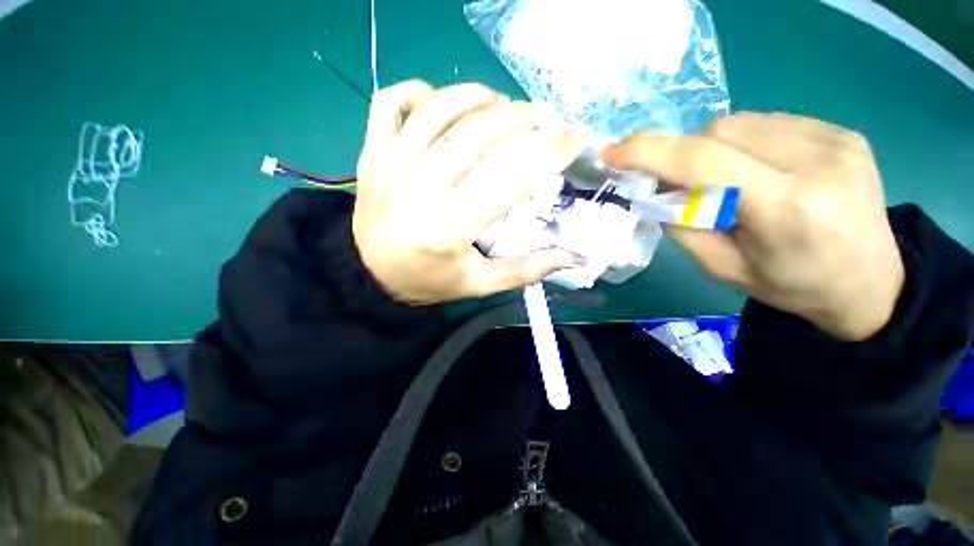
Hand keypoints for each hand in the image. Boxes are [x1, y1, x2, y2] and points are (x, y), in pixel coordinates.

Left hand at [353, 81, 583, 304]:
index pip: (508, 180)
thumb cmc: (429, 280)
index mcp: (449, 228)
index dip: (546, 154)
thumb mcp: (479, 284)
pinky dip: (419, 91)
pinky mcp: (370, 154)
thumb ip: (525, 269)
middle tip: (537, 117)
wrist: (371, 275)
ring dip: (477, 96)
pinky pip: (390, 102)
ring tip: (499, 103)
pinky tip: (440, 103)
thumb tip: (571, 255)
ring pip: (437, 108)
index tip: (570, 140)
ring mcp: (390, 166)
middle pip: (475, 134)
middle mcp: (419, 189)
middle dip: (517, 117)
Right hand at [603, 113, 904, 340]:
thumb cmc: (791, 285)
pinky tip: (758, 169)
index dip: (649, 152)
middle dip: (684, 154)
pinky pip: (768, 123)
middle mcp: (817, 162)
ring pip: (740, 122)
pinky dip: (744, 143)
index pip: (704, 162)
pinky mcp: (842, 131)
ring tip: (727, 180)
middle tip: (682, 184)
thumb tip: (658, 188)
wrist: (870, 282)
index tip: (612, 153)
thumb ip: (684, 224)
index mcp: (786, 208)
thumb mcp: (722, 267)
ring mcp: (836, 139)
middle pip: (718, 133)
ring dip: (714, 148)